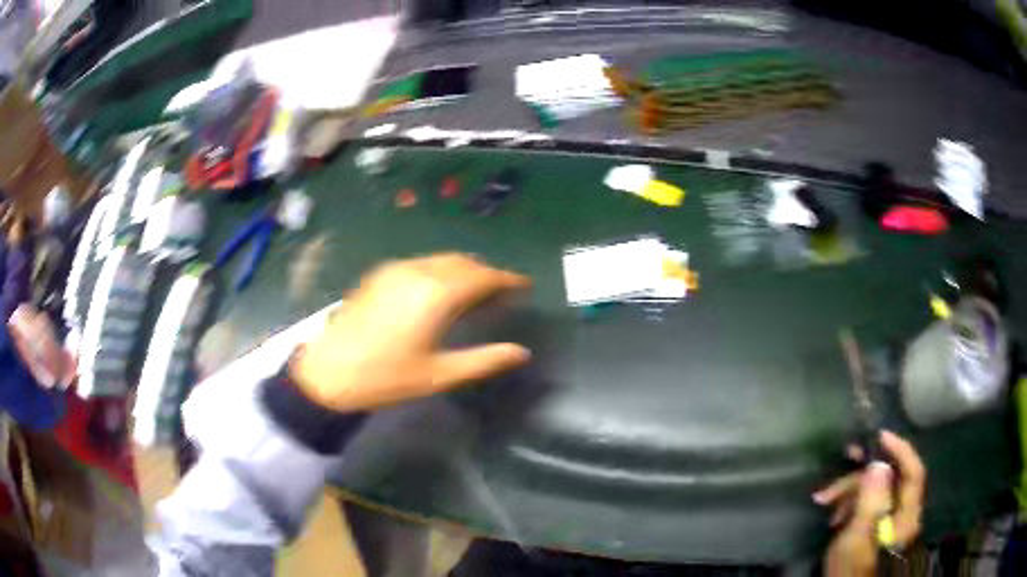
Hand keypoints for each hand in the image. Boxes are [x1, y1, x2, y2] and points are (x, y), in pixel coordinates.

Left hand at [292, 253, 531, 411]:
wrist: (327, 371)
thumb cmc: (386, 377)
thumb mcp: (439, 375)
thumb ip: (484, 360)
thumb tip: (521, 353)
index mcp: (437, 294)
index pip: (483, 277)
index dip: (507, 279)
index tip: (525, 286)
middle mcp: (419, 271)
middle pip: (464, 263)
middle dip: (487, 274)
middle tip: (501, 294)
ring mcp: (396, 269)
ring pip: (442, 260)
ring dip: (464, 270)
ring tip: (474, 294)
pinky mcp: (380, 274)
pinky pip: (422, 263)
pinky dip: (441, 271)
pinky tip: (439, 292)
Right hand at [814, 431, 925, 576]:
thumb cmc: (852, 569)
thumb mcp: (858, 538)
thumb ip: (871, 502)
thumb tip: (878, 464)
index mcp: (906, 515)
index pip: (913, 472)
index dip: (900, 450)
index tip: (879, 435)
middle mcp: (901, 514)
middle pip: (889, 480)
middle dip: (864, 472)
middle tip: (845, 456)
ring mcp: (887, 522)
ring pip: (874, 492)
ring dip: (850, 491)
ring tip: (824, 500)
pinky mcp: (873, 529)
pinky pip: (865, 506)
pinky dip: (849, 505)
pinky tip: (833, 515)